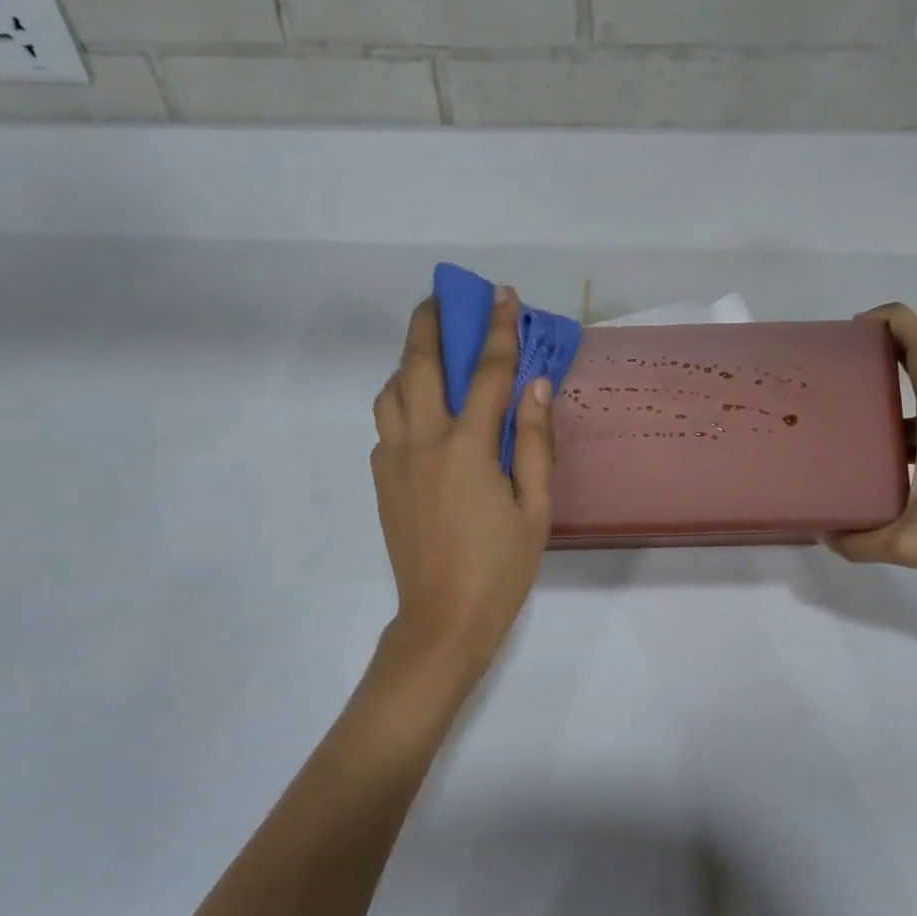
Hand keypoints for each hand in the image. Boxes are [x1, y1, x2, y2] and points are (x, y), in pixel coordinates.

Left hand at [365, 287, 554, 705]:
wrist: (441, 620)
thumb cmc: (500, 567)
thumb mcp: (535, 508)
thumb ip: (536, 442)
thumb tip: (536, 386)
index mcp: (467, 447)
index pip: (486, 372)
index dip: (498, 329)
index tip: (502, 295)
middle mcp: (422, 441)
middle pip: (417, 364)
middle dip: (430, 323)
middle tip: (444, 299)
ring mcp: (393, 458)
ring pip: (390, 390)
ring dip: (408, 362)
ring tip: (432, 357)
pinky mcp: (380, 478)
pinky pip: (387, 422)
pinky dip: (402, 400)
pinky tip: (424, 414)